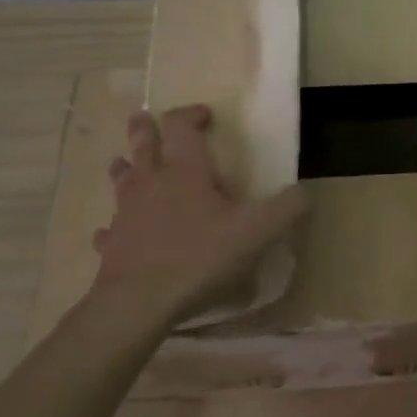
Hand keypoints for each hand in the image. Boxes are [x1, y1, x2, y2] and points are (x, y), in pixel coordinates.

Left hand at [84, 105, 306, 330]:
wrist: (141, 301)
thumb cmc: (201, 257)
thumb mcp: (257, 232)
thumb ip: (287, 208)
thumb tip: (306, 191)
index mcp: (186, 170)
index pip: (181, 125)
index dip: (192, 114)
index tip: (205, 116)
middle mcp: (151, 181)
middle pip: (142, 141)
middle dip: (146, 127)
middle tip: (148, 120)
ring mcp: (126, 211)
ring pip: (121, 178)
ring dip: (126, 167)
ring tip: (129, 164)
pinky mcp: (112, 243)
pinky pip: (110, 227)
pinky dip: (115, 224)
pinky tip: (117, 231)